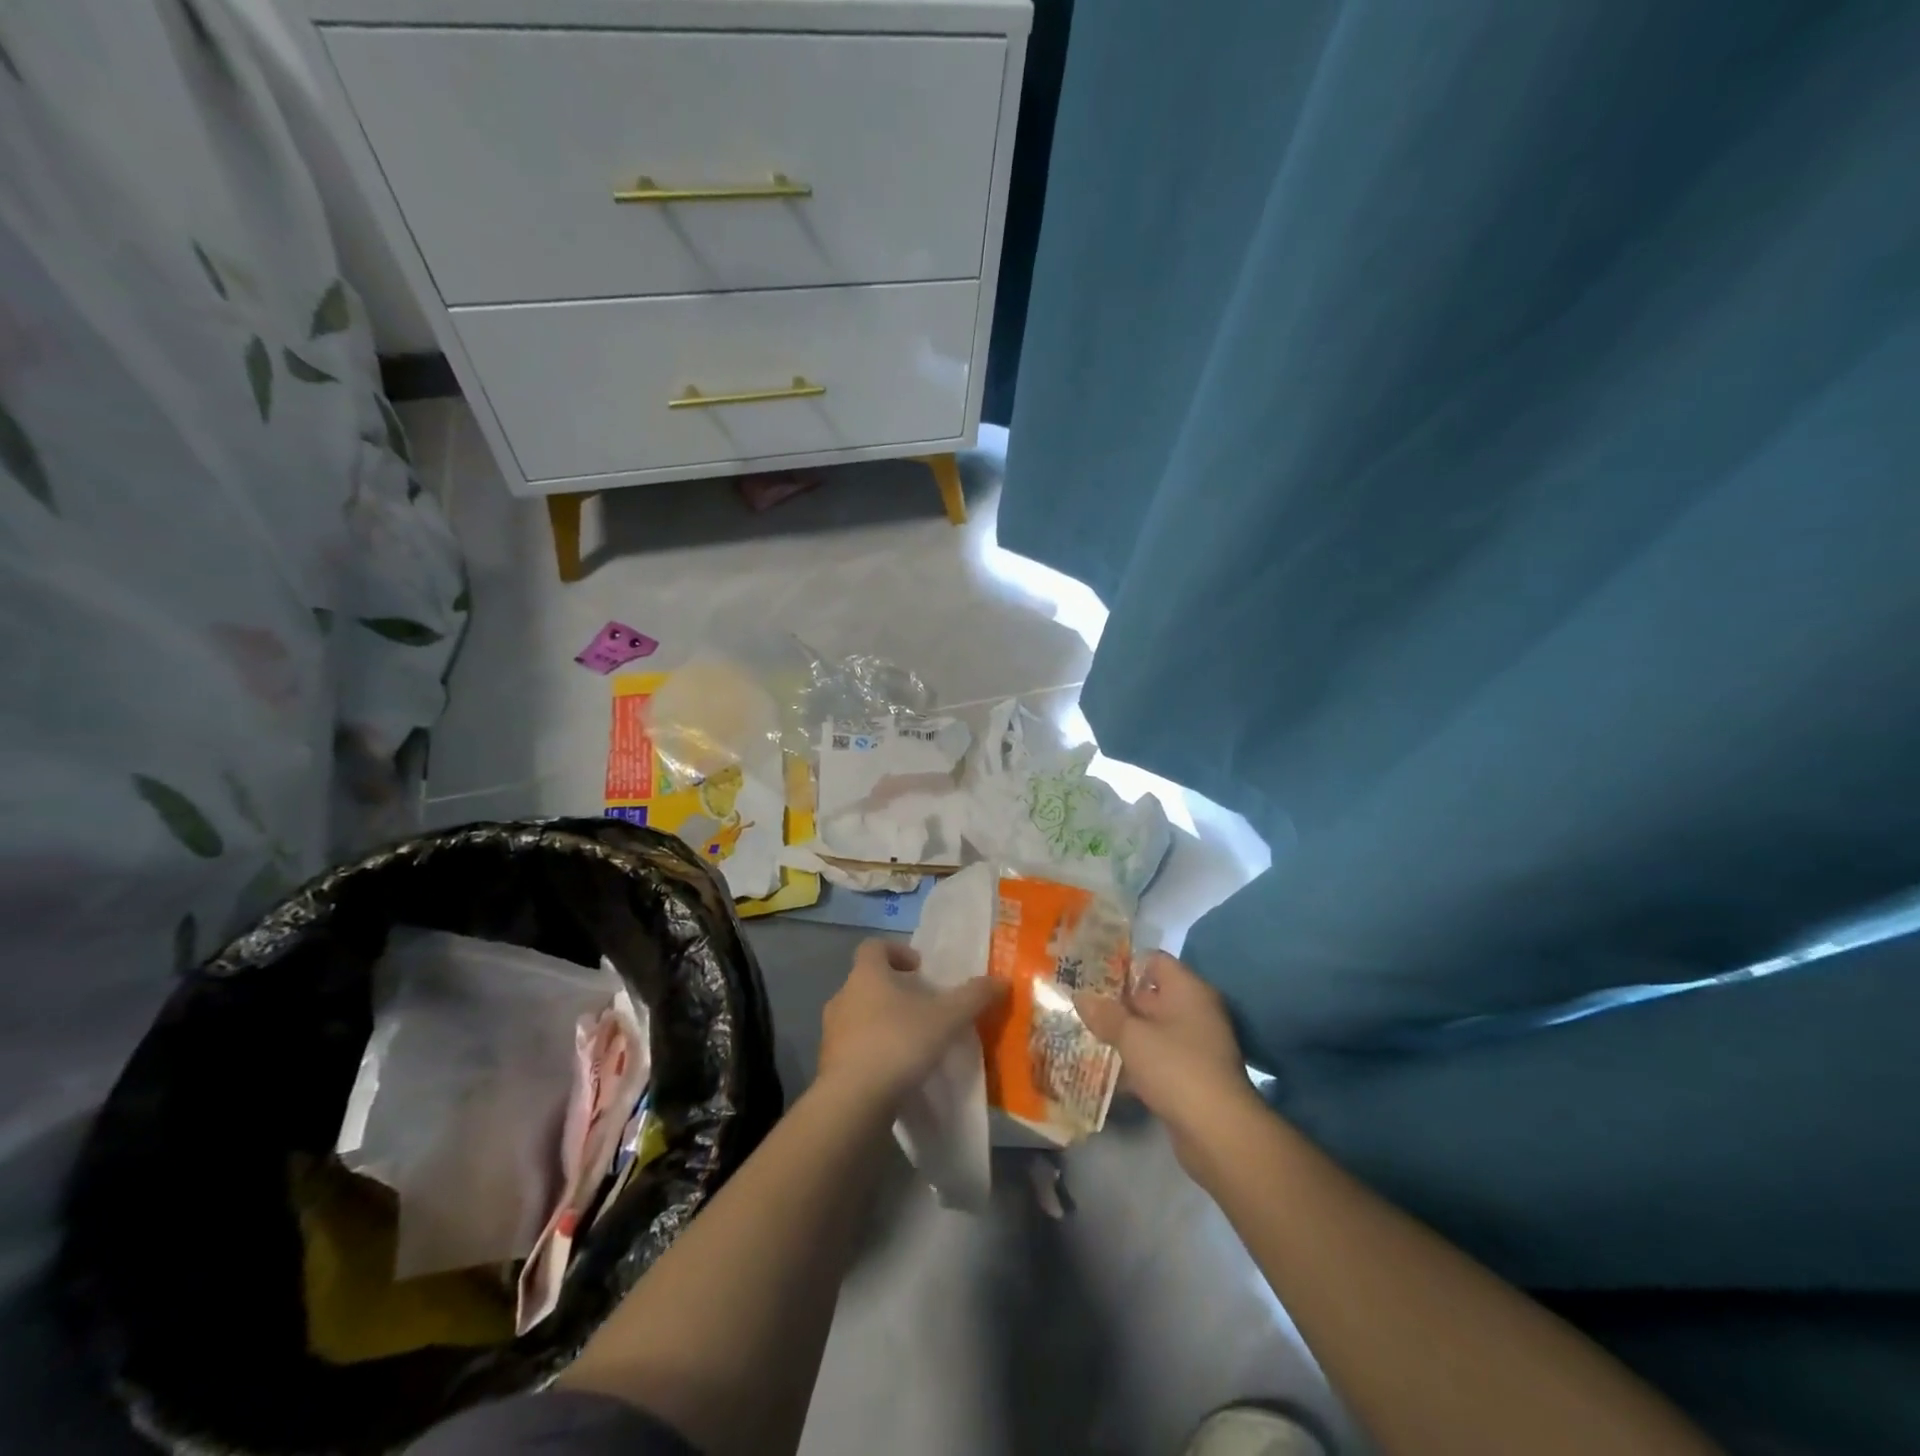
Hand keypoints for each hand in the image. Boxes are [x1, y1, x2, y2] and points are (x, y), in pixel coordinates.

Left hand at [818, 939, 1006, 1115]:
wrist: (852, 1102)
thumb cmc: (898, 1043)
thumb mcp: (946, 1018)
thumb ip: (973, 997)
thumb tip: (1001, 980)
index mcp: (866, 975)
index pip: (874, 946)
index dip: (898, 951)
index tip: (920, 969)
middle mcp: (843, 996)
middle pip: (868, 981)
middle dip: (895, 990)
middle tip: (923, 1006)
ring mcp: (832, 1032)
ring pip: (860, 1015)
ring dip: (883, 1022)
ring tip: (913, 1041)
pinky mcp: (830, 1065)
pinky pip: (854, 1048)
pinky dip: (874, 1052)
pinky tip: (897, 1071)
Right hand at [1075, 951, 1261, 1168]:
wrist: (1218, 1131)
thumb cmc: (1175, 1067)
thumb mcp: (1132, 1037)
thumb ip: (1105, 1014)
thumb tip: (1080, 996)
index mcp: (1187, 990)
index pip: (1154, 961)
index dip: (1123, 964)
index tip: (1092, 973)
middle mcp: (1195, 1011)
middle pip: (1151, 995)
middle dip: (1117, 1002)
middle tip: (1082, 1004)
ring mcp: (1196, 1045)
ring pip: (1152, 1030)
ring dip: (1125, 1034)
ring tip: (1087, 1033)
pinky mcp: (1192, 1076)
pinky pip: (1158, 1058)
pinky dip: (1137, 1061)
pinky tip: (1108, 1070)